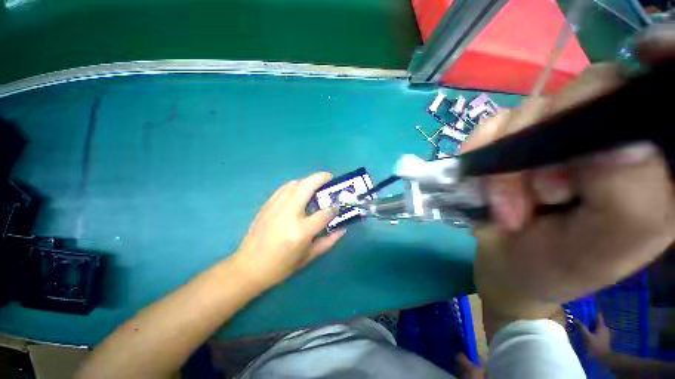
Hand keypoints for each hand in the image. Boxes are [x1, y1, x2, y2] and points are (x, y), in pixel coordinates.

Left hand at [232, 172, 345, 289]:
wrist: (247, 268)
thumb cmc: (280, 267)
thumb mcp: (308, 257)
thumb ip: (328, 241)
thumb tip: (343, 229)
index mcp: (301, 231)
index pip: (324, 213)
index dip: (334, 207)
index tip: (338, 204)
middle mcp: (289, 214)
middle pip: (307, 186)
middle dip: (321, 178)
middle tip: (329, 178)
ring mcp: (275, 207)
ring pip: (295, 184)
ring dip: (308, 180)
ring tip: (315, 185)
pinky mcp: (267, 205)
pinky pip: (284, 188)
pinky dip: (295, 185)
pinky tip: (299, 191)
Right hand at [467, 26, 674, 327]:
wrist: (507, 264)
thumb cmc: (557, 265)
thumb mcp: (602, 249)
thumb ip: (630, 198)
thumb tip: (621, 142)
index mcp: (652, 162)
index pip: (651, 95)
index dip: (639, 79)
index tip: (617, 94)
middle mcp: (607, 134)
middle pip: (587, 91)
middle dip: (551, 143)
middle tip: (542, 196)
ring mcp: (554, 133)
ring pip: (531, 110)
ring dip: (507, 163)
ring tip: (506, 207)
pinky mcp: (514, 139)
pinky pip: (492, 125)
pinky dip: (480, 153)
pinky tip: (480, 183)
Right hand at [577, 313, 611, 359]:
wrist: (604, 358)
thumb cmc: (596, 346)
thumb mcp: (587, 337)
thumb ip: (582, 328)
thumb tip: (575, 318)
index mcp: (601, 326)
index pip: (597, 315)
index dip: (591, 311)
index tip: (584, 308)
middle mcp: (604, 328)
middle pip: (596, 320)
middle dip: (588, 318)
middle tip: (580, 316)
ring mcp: (604, 334)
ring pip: (596, 326)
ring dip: (589, 325)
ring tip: (581, 324)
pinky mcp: (603, 338)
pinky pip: (596, 331)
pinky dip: (591, 330)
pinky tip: (586, 332)